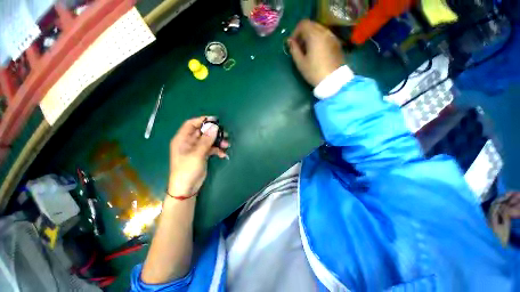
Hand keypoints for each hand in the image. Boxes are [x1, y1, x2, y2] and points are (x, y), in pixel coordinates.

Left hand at [168, 117, 228, 197]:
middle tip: (224, 133)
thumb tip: (214, 127)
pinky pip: (211, 148)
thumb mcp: (197, 154)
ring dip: (218, 141)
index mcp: (182, 139)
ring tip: (226, 144)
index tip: (215, 120)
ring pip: (209, 140)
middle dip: (214, 132)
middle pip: (202, 132)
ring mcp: (196, 149)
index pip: (191, 124)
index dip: (202, 120)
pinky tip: (223, 154)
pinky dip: (217, 150)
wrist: (187, 188)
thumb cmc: (187, 169)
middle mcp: (189, 142)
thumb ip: (206, 140)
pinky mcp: (202, 155)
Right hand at [288, 20, 344, 86]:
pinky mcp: (336, 43)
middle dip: (303, 34)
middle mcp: (324, 32)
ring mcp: (332, 37)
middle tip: (299, 47)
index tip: (292, 44)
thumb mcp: (300, 63)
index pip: (303, 24)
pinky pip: (325, 35)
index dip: (295, 32)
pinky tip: (316, 52)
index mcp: (314, 35)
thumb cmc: (314, 72)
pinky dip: (318, 39)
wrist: (332, 80)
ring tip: (307, 50)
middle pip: (311, 25)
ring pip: (319, 30)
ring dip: (310, 36)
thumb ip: (294, 50)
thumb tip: (290, 42)